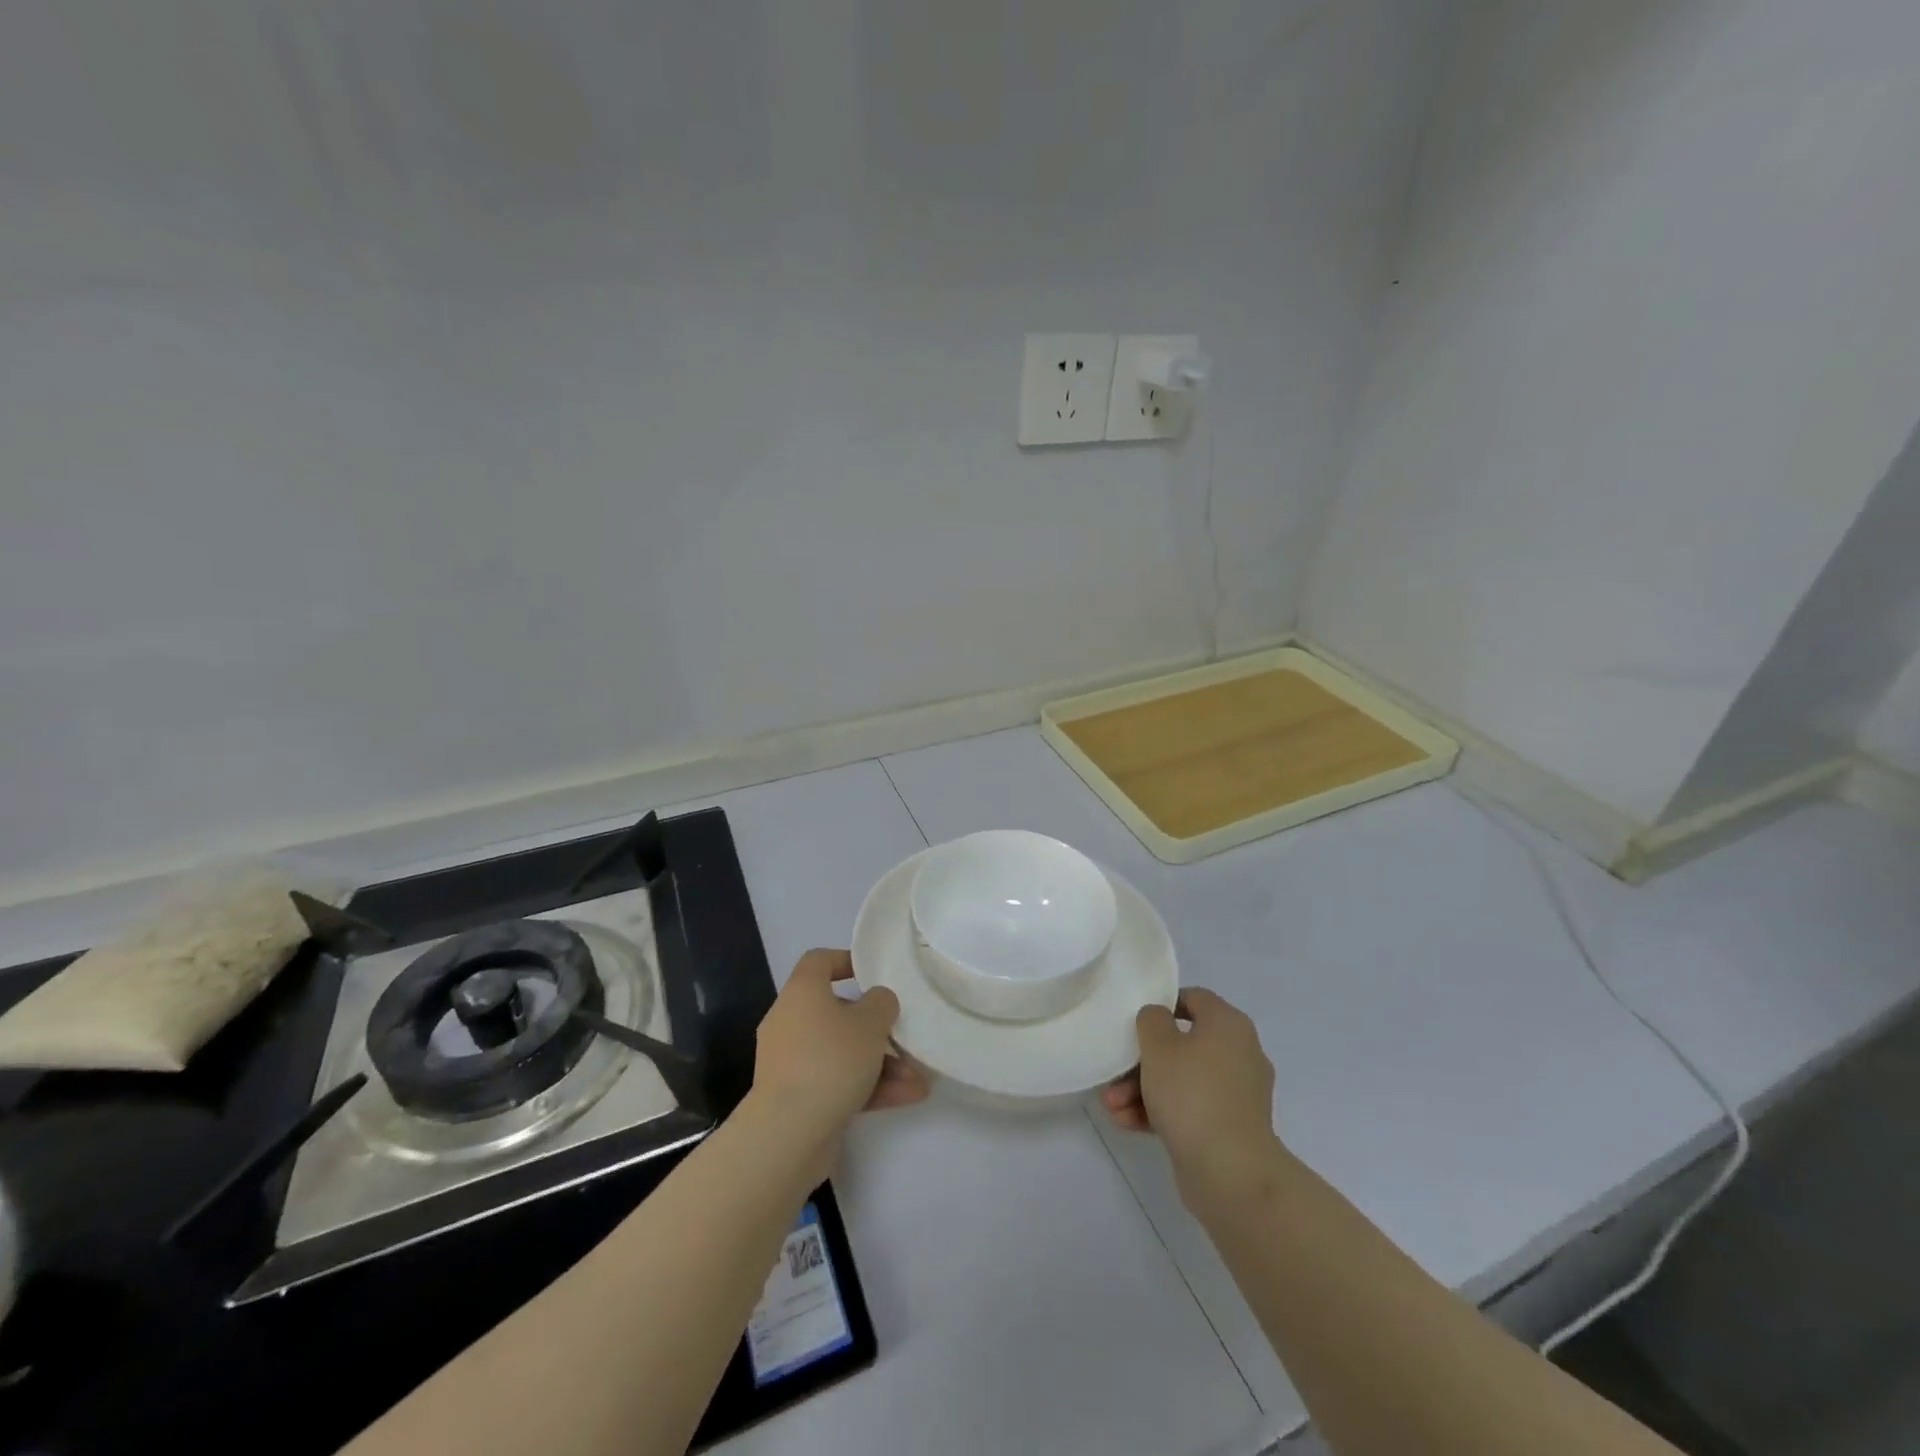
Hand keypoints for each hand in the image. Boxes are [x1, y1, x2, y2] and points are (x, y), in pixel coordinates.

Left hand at [752, 950, 928, 1147]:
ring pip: (842, 1052)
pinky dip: (868, 1087)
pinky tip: (907, 1097)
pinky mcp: (797, 1098)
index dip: (846, 961)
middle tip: (904, 1036)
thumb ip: (882, 1003)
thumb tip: (877, 1001)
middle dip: (876, 1027)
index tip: (874, 974)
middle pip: (837, 1012)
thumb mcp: (871, 1022)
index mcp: (802, 992)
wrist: (788, 1134)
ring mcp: (791, 1062)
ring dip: (880, 1063)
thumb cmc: (831, 1060)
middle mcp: (790, 1022)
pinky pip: (837, 1081)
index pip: (819, 961)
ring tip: (918, 1079)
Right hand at [1101, 988, 1282, 1206]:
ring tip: (1112, 1106)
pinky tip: (1127, 1123)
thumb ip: (1151, 1019)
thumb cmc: (1192, 1093)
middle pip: (1183, 1044)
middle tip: (1114, 1074)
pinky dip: (1160, 1112)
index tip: (1135, 1022)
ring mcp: (1237, 1094)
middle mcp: (1239, 1053)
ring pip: (1182, 1080)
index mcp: (1229, 1025)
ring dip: (1143, 1089)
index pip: (1194, 998)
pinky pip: (1190, 1109)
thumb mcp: (1159, 1045)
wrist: (1231, 1172)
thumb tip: (1158, 1019)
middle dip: (1142, 1061)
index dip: (1162, 1004)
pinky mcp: (1230, 1128)